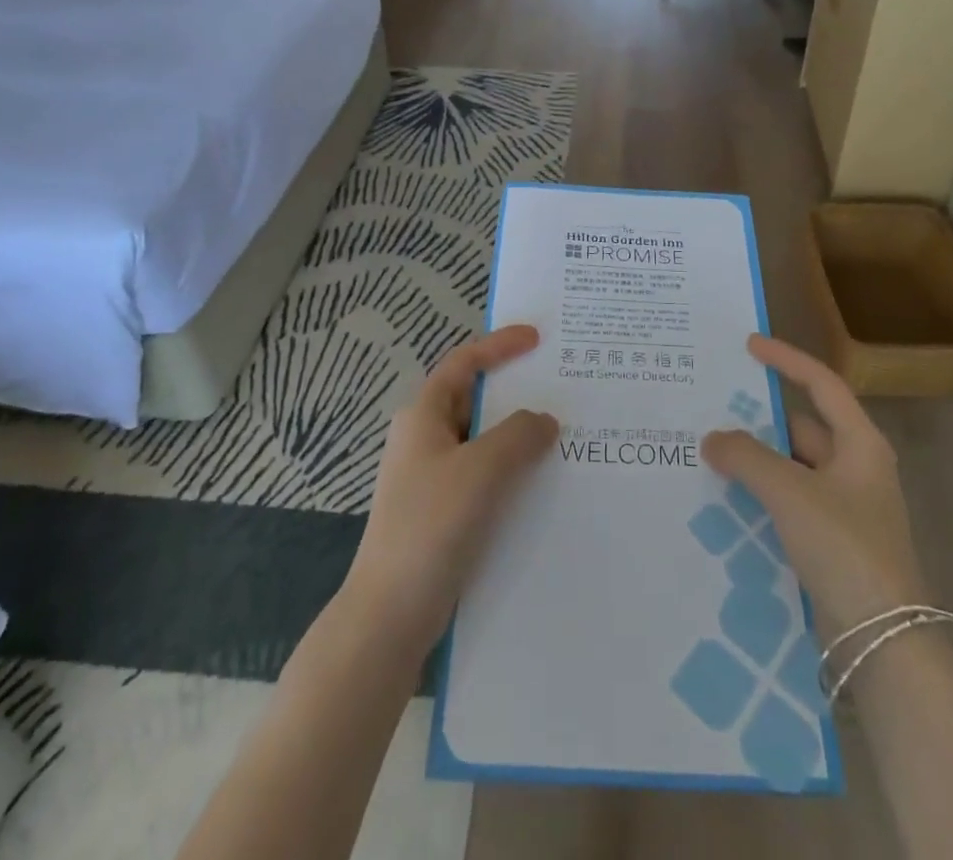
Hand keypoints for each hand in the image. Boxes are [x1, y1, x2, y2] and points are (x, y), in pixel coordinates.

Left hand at [340, 326, 557, 655]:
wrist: (389, 615)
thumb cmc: (431, 526)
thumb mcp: (481, 470)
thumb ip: (518, 436)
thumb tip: (544, 420)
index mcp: (423, 415)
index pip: (464, 363)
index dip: (499, 346)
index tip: (537, 338)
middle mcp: (424, 439)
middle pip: (475, 400)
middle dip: (516, 393)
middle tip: (561, 388)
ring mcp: (431, 477)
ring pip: (482, 441)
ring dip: (517, 436)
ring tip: (563, 435)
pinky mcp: (441, 512)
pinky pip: (483, 476)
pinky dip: (511, 471)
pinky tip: (542, 485)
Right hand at [702, 335, 927, 633]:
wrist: (884, 643)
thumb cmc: (845, 548)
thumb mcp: (791, 492)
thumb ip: (747, 457)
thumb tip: (712, 439)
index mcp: (860, 444)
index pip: (821, 384)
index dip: (786, 359)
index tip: (749, 345)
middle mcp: (855, 469)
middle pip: (802, 427)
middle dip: (758, 418)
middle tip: (711, 407)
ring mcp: (844, 508)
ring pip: (791, 468)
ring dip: (755, 461)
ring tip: (708, 451)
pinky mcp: (830, 542)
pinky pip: (788, 503)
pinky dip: (760, 495)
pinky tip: (724, 498)